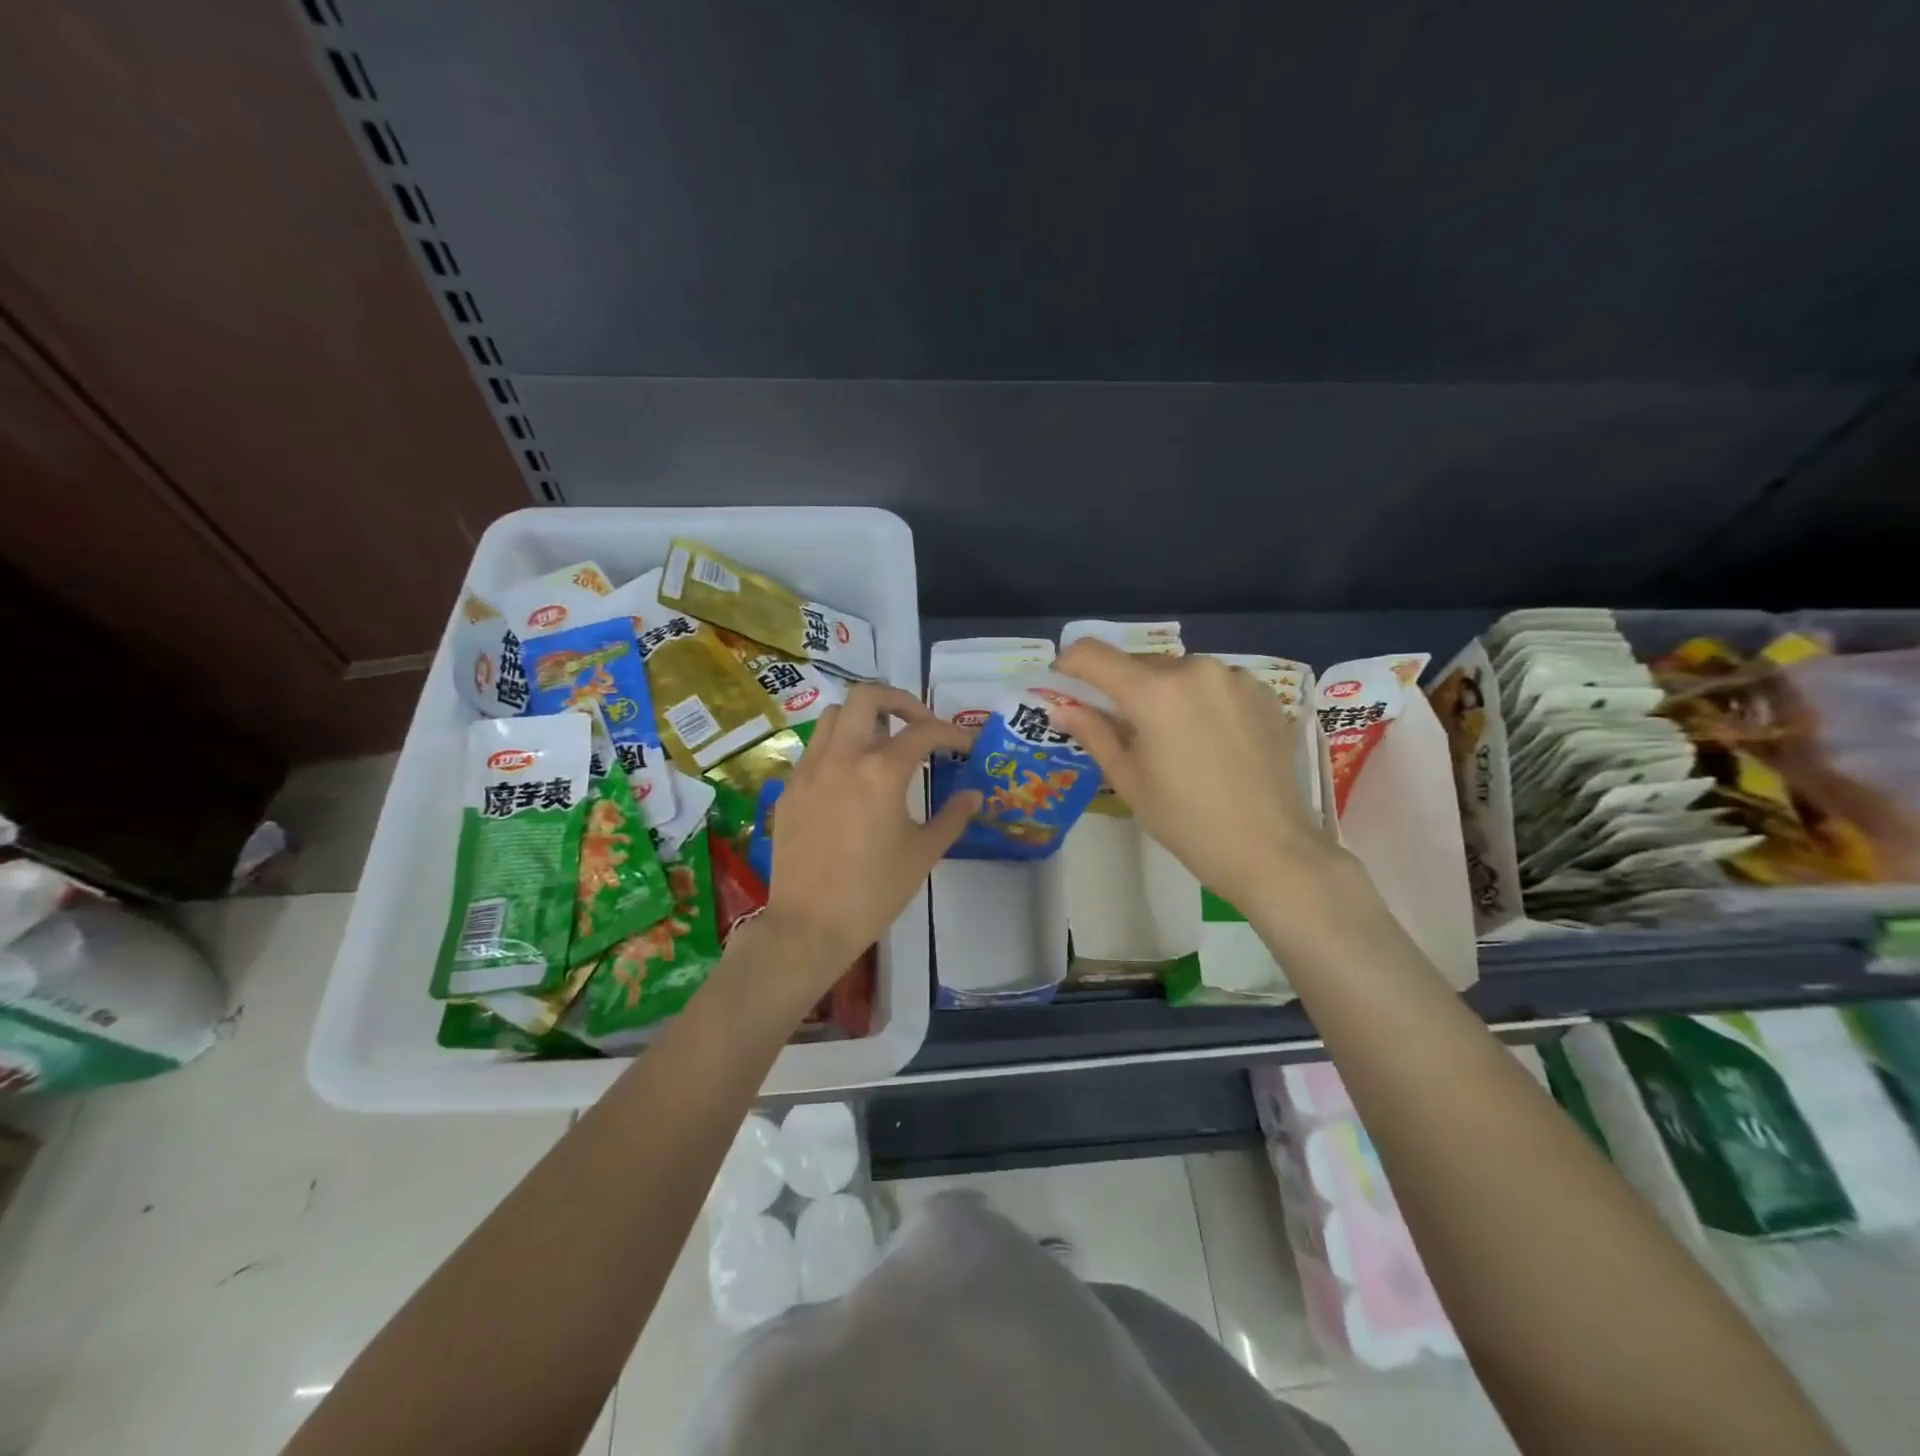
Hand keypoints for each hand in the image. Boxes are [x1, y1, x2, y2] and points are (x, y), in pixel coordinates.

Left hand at [756, 685, 977, 992]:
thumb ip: (952, 817)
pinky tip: (851, 780)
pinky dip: (838, 749)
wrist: (809, 925)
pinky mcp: (789, 789)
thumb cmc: (874, 891)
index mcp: (881, 770)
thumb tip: (973, 795)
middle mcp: (842, 757)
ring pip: (833, 717)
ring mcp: (809, 770)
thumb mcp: (923, 853)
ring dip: (863, 719)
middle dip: (899, 700)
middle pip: (866, 696)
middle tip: (919, 725)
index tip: (966, 744)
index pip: (923, 732)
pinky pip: (814, 750)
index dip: (952, 733)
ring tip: (883, 746)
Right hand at [1049, 640, 1342, 908]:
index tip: (1065, 685)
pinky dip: (1200, 700)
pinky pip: (1215, 684)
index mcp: (1155, 693)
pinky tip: (1211, 740)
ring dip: (1164, 693)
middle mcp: (1195, 670)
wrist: (1271, 850)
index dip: (1070, 665)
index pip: (1093, 655)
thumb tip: (1062, 709)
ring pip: (1179, 672)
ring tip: (1174, 739)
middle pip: (1139, 663)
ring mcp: (1235, 678)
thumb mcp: (1129, 779)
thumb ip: (1094, 733)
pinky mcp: (1263, 692)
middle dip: (1121, 688)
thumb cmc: (1187, 821)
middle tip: (1122, 728)